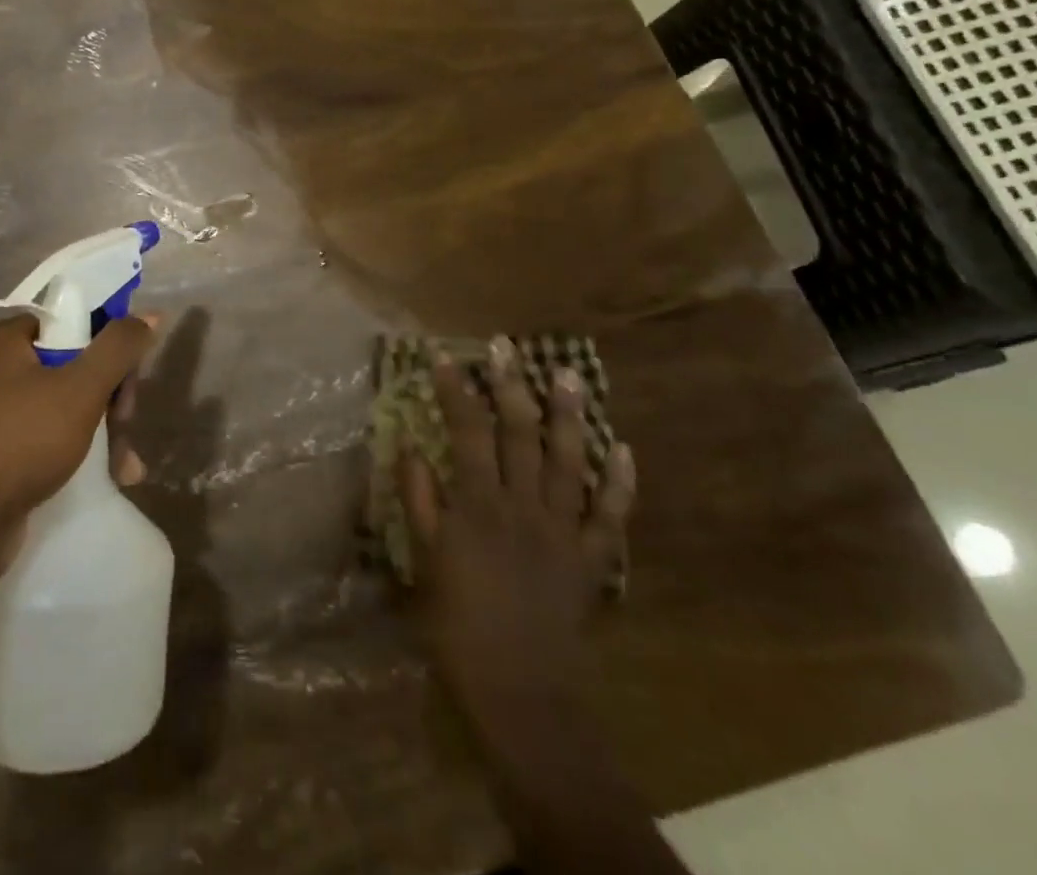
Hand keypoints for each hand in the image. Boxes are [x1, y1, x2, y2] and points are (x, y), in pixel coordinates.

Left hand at [0, 312, 156, 529]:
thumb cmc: (24, 440)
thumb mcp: (81, 388)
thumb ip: (118, 347)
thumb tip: (148, 315)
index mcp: (8, 340)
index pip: (73, 320)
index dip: (108, 343)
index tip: (129, 375)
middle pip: (76, 363)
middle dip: (111, 396)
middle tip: (125, 421)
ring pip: (70, 404)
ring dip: (106, 430)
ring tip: (126, 465)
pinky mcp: (3, 450)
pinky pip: (53, 436)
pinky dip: (83, 450)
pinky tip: (114, 476)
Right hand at [397, 352, 634, 711]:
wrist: (520, 689)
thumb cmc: (459, 623)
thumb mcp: (426, 560)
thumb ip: (420, 500)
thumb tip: (412, 447)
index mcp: (479, 504)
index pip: (466, 431)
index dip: (455, 389)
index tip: (445, 355)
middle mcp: (523, 505)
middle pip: (520, 433)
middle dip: (512, 385)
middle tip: (507, 347)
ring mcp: (563, 529)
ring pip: (569, 461)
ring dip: (569, 416)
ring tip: (569, 376)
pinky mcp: (592, 558)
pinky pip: (612, 516)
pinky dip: (620, 483)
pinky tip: (624, 449)